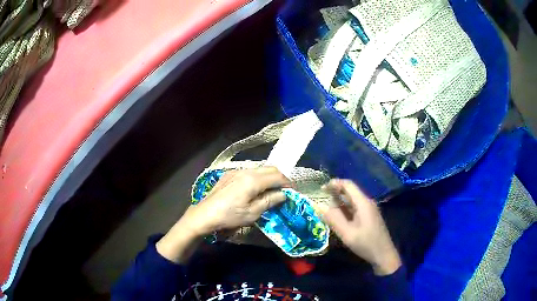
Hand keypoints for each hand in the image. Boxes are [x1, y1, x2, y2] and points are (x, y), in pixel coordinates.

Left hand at [157, 167, 290, 262]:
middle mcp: (245, 171)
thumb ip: (270, 201)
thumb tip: (283, 194)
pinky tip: (256, 189)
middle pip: (269, 168)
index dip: (288, 183)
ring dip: (269, 177)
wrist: (204, 215)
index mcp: (253, 180)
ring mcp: (236, 171)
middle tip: (284, 191)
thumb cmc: (229, 216)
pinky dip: (258, 178)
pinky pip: (249, 172)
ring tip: (271, 191)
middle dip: (280, 178)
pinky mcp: (229, 175)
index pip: (277, 176)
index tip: (293, 192)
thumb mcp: (253, 213)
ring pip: (259, 169)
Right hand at [319, 179, 400, 274]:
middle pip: (350, 192)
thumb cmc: (366, 244)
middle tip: (320, 198)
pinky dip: (344, 209)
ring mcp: (369, 210)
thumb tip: (318, 205)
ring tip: (325, 208)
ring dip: (339, 202)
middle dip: (335, 192)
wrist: (384, 255)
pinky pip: (355, 208)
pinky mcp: (369, 217)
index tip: (321, 189)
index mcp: (363, 203)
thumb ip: (333, 219)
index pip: (348, 185)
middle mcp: (367, 203)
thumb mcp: (347, 233)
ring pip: (352, 201)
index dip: (334, 184)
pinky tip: (337, 217)